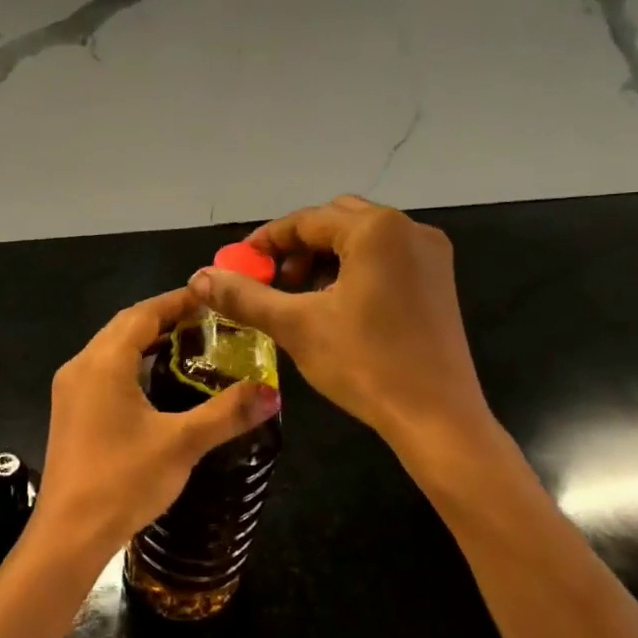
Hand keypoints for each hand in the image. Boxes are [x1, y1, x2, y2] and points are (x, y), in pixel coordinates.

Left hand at [29, 287, 280, 566]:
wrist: (69, 533)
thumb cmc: (123, 481)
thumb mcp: (181, 444)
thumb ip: (226, 413)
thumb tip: (272, 392)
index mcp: (103, 362)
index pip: (143, 313)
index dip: (177, 301)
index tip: (211, 297)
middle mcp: (81, 366)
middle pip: (124, 326)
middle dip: (163, 317)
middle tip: (207, 321)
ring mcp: (70, 390)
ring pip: (111, 349)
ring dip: (145, 340)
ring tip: (188, 344)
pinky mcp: (70, 412)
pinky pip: (103, 371)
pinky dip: (131, 364)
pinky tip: (156, 382)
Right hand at [189, 195, 493, 446]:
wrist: (437, 417)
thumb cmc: (365, 364)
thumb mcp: (295, 326)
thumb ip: (245, 296)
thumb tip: (198, 277)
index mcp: (376, 230)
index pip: (306, 220)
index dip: (266, 241)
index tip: (238, 265)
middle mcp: (409, 229)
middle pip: (336, 221)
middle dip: (297, 247)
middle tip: (272, 280)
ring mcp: (430, 254)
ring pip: (361, 239)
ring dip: (324, 258)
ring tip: (300, 296)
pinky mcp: (438, 280)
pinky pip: (385, 257)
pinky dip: (352, 269)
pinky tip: (335, 305)